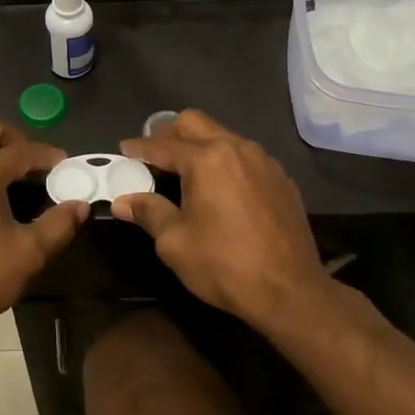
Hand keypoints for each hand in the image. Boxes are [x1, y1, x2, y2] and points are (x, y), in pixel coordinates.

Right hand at [113, 110, 329, 327]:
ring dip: (198, 144)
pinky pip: (244, 155)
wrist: (291, 292)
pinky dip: (224, 160)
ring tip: (184, 169)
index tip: (123, 150)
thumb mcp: (175, 242)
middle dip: (169, 133)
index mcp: (206, 160)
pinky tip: (219, 187)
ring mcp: (264, 161)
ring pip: (222, 135)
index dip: (139, 147)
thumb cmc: (225, 265)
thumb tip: (123, 201)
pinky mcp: (281, 178)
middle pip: (194, 123)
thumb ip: (149, 212)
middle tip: (153, 154)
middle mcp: (236, 148)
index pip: (163, 145)